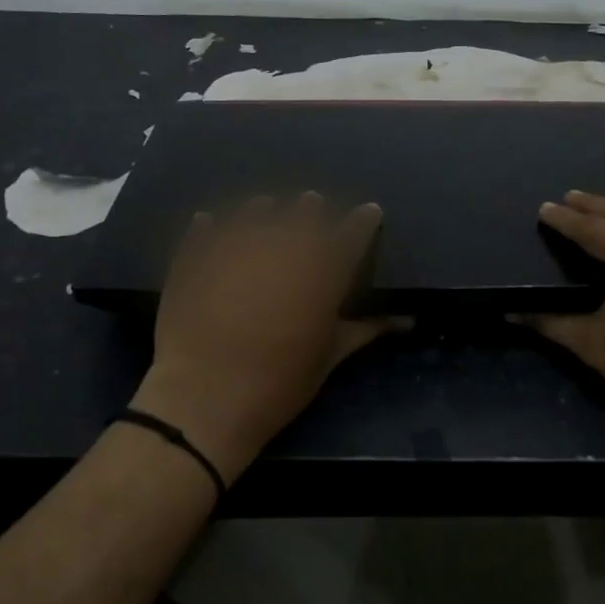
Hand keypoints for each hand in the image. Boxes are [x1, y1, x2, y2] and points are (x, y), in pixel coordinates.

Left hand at [129, 193, 405, 480]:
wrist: (204, 398)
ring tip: (266, 208)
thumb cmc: (279, 383)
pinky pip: (205, 230)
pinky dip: (210, 226)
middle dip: (313, 210)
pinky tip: (209, 222)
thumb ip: (366, 330)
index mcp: (323, 270)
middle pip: (305, 214)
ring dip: (264, 210)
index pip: (354, 232)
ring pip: (256, 212)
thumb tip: (408, 321)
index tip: (370, 212)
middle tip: (313, 206)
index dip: (364, 220)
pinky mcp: (196, 257)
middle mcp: (284, 246)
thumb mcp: (330, 358)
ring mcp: (236, 246)